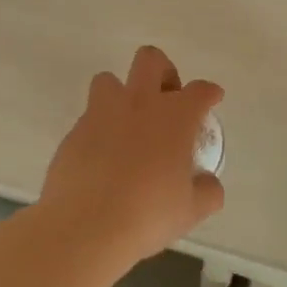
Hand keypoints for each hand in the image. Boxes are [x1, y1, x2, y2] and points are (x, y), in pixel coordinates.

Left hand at [40, 45, 224, 267]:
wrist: (85, 226)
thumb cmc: (148, 214)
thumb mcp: (191, 210)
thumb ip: (207, 191)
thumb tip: (208, 183)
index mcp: (174, 117)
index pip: (199, 91)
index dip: (209, 93)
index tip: (212, 99)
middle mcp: (139, 104)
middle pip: (151, 60)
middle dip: (163, 71)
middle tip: (167, 99)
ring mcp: (101, 114)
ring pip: (109, 79)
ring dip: (122, 93)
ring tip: (128, 124)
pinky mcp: (74, 132)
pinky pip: (89, 117)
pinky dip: (100, 129)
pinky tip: (104, 157)